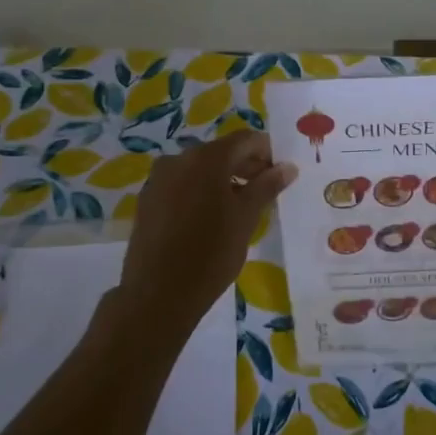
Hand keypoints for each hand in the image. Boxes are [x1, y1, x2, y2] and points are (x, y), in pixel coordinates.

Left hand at [118, 130, 296, 328]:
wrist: (158, 294)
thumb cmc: (211, 253)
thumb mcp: (246, 218)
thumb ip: (267, 186)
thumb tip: (287, 167)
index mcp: (207, 158)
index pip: (245, 140)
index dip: (267, 152)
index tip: (281, 173)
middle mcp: (179, 159)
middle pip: (221, 152)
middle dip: (246, 166)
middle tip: (267, 191)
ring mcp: (159, 179)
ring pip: (200, 169)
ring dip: (224, 180)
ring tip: (241, 208)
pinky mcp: (147, 200)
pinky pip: (182, 185)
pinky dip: (201, 192)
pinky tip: (211, 219)